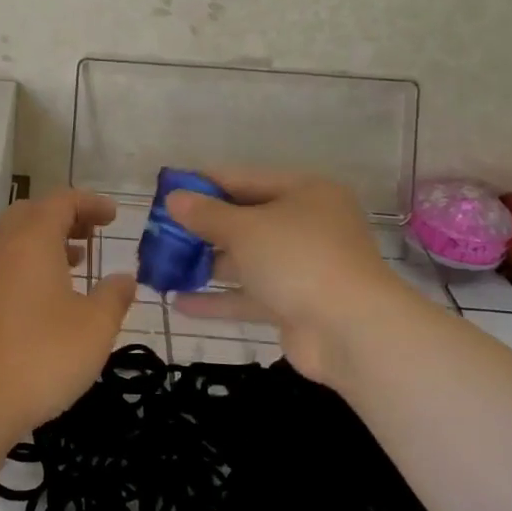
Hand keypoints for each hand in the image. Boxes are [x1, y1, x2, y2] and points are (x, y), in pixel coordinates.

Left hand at [0, 189, 136, 433]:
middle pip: (32, 213)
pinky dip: (29, 265)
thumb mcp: (94, 327)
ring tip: (76, 262)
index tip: (113, 215)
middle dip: (64, 217)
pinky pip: (5, 265)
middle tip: (91, 233)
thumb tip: (125, 278)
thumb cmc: (41, 355)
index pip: (61, 201)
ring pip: (15, 240)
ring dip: (46, 242)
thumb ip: (114, 296)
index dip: (90, 202)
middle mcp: (2, 247)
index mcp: (32, 239)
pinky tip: (48, 299)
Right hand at [166, 168, 417, 385]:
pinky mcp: (295, 304)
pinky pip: (250, 296)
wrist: (352, 331)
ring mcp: (303, 267)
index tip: (167, 189)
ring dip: (206, 265)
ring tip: (163, 267)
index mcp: (305, 193)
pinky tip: (179, 304)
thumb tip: (174, 198)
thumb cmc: (298, 259)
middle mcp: (307, 225)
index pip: (244, 179)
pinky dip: (218, 299)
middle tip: (160, 232)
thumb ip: (206, 214)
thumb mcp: (245, 229)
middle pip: (245, 220)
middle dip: (202, 228)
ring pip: (246, 260)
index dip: (204, 183)